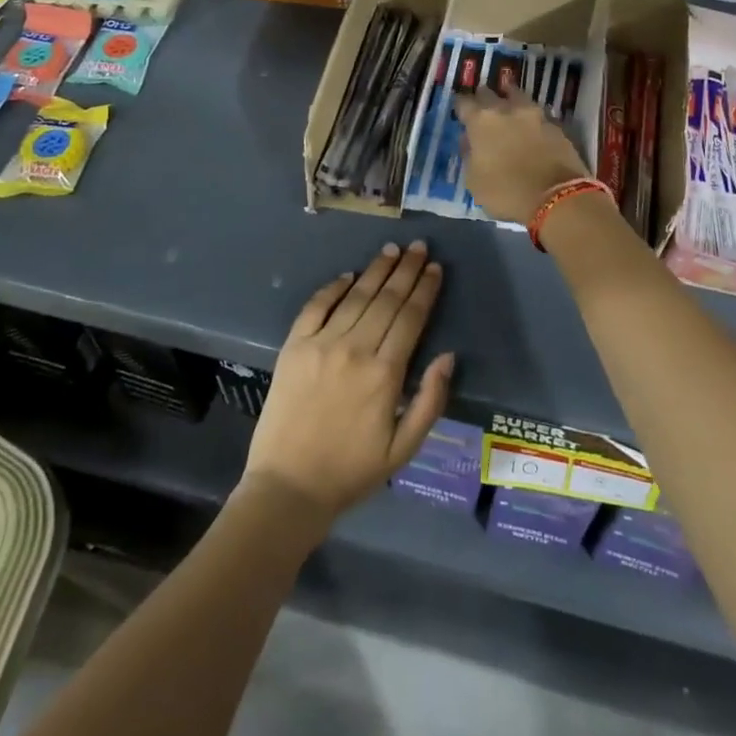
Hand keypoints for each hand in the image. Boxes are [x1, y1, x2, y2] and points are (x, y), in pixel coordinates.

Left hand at [243, 240, 455, 520]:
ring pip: (356, 296)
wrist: (287, 488)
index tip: (435, 268)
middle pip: (387, 299)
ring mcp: (321, 344)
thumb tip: (447, 356)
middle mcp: (355, 349)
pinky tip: (348, 275)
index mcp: (385, 374)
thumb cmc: (351, 472)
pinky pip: (316, 306)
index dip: (425, 290)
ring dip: (376, 270)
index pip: (411, 318)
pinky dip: (333, 287)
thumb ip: (430, 401)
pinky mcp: (293, 347)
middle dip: (406, 270)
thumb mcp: (403, 449)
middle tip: (419, 247)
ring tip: (392, 250)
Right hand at [454, 78, 592, 224]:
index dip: (460, 106)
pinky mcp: (556, 124)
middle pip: (490, 94)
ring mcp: (534, 114)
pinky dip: (531, 119)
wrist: (557, 197)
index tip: (459, 111)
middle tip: (482, 109)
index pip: (463, 102)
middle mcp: (506, 109)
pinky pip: (537, 115)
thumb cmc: (506, 192)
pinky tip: (530, 129)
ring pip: (517, 97)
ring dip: (510, 101)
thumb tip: (470, 141)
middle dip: (483, 99)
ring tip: (509, 111)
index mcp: (481, 121)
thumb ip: (469, 155)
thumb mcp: (474, 181)